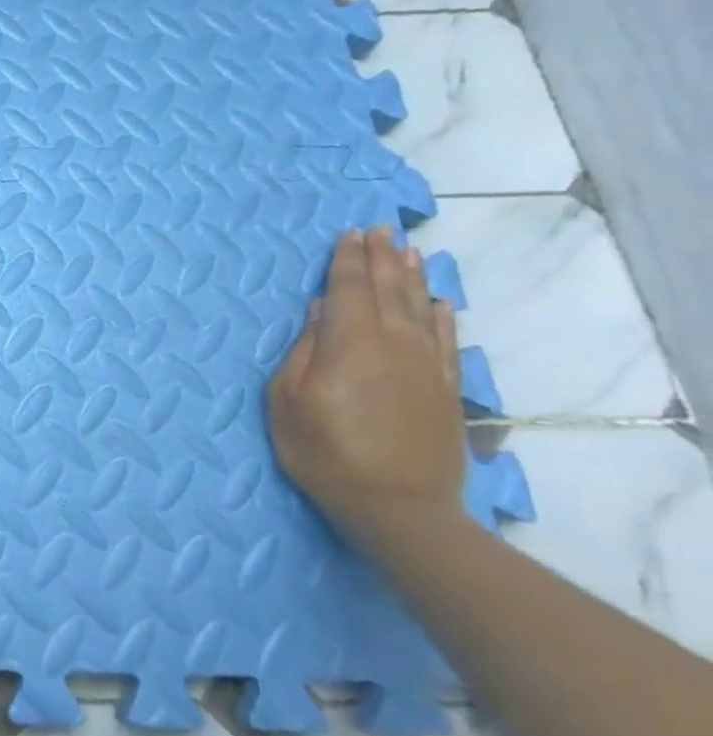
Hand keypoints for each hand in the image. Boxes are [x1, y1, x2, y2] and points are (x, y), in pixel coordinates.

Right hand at [267, 227, 467, 560]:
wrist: (397, 506)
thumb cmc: (324, 452)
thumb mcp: (288, 401)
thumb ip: (304, 351)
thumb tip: (322, 311)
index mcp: (350, 344)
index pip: (350, 290)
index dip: (348, 260)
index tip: (350, 233)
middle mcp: (394, 345)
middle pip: (388, 291)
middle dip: (381, 258)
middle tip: (379, 230)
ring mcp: (426, 367)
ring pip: (421, 309)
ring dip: (412, 278)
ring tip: (408, 251)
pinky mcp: (445, 391)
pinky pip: (447, 342)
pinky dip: (443, 317)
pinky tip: (440, 304)